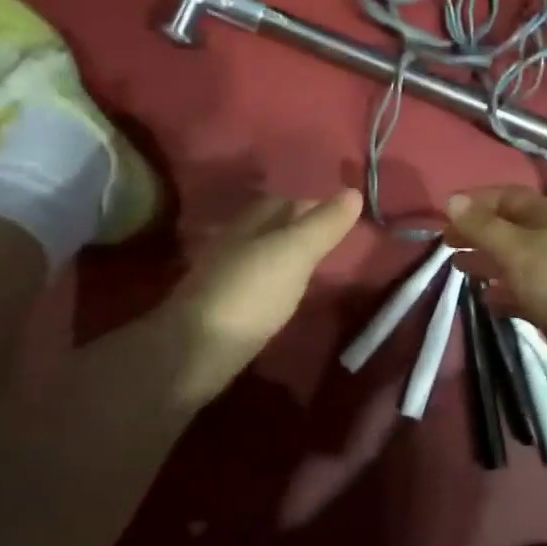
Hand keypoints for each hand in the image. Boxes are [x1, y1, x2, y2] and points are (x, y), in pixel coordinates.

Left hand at [164, 188, 362, 404]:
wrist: (192, 354)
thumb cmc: (250, 293)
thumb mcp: (295, 253)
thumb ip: (323, 225)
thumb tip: (353, 191)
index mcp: (250, 223)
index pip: (285, 201)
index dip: (312, 205)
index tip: (342, 217)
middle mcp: (232, 243)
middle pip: (270, 227)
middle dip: (298, 229)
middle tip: (332, 244)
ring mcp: (222, 277)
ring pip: (260, 256)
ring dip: (284, 258)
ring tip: (313, 272)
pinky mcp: (219, 311)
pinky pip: (253, 286)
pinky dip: (271, 285)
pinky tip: (282, 300)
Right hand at [443, 186, 546, 346]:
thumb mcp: (513, 248)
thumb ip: (481, 226)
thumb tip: (452, 200)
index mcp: (545, 215)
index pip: (505, 196)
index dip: (476, 201)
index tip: (447, 213)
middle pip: (507, 227)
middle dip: (476, 232)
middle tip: (446, 243)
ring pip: (512, 258)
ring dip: (485, 260)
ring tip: (458, 267)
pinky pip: (521, 289)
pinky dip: (502, 290)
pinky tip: (486, 299)